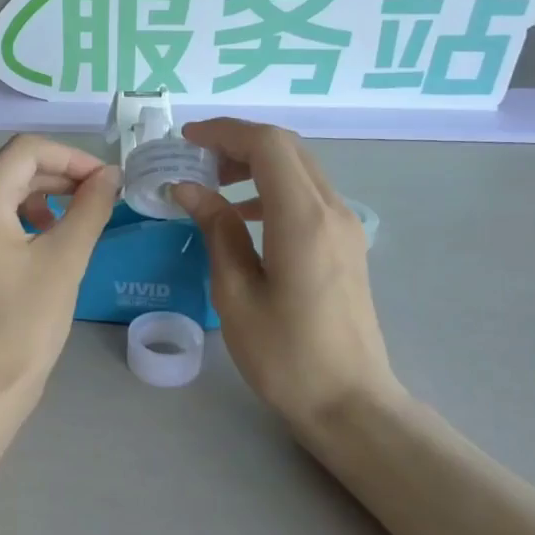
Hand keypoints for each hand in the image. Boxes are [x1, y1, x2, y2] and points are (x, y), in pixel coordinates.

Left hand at [0, 136, 119, 405]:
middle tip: (93, 198)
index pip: (26, 150)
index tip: (104, 180)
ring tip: (65, 225)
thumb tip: (108, 176)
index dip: (71, 157)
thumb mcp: (65, 259)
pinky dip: (11, 223)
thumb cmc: (25, 322)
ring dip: (33, 199)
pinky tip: (35, 249)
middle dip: (54, 177)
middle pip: (6, 170)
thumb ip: (90, 207)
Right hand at [171, 120, 401, 431]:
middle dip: (238, 143)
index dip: (224, 132)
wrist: (349, 402)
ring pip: (300, 169)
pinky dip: (273, 190)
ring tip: (213, 187)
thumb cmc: (284, 355)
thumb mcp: (236, 294)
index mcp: (302, 219)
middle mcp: (332, 210)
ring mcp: (345, 227)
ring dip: (256, 165)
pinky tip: (244, 218)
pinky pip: (308, 196)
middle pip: (287, 149)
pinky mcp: (346, 245)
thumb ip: (216, 231)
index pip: (268, 145)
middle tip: (194, 161)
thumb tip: (190, 189)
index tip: (185, 141)